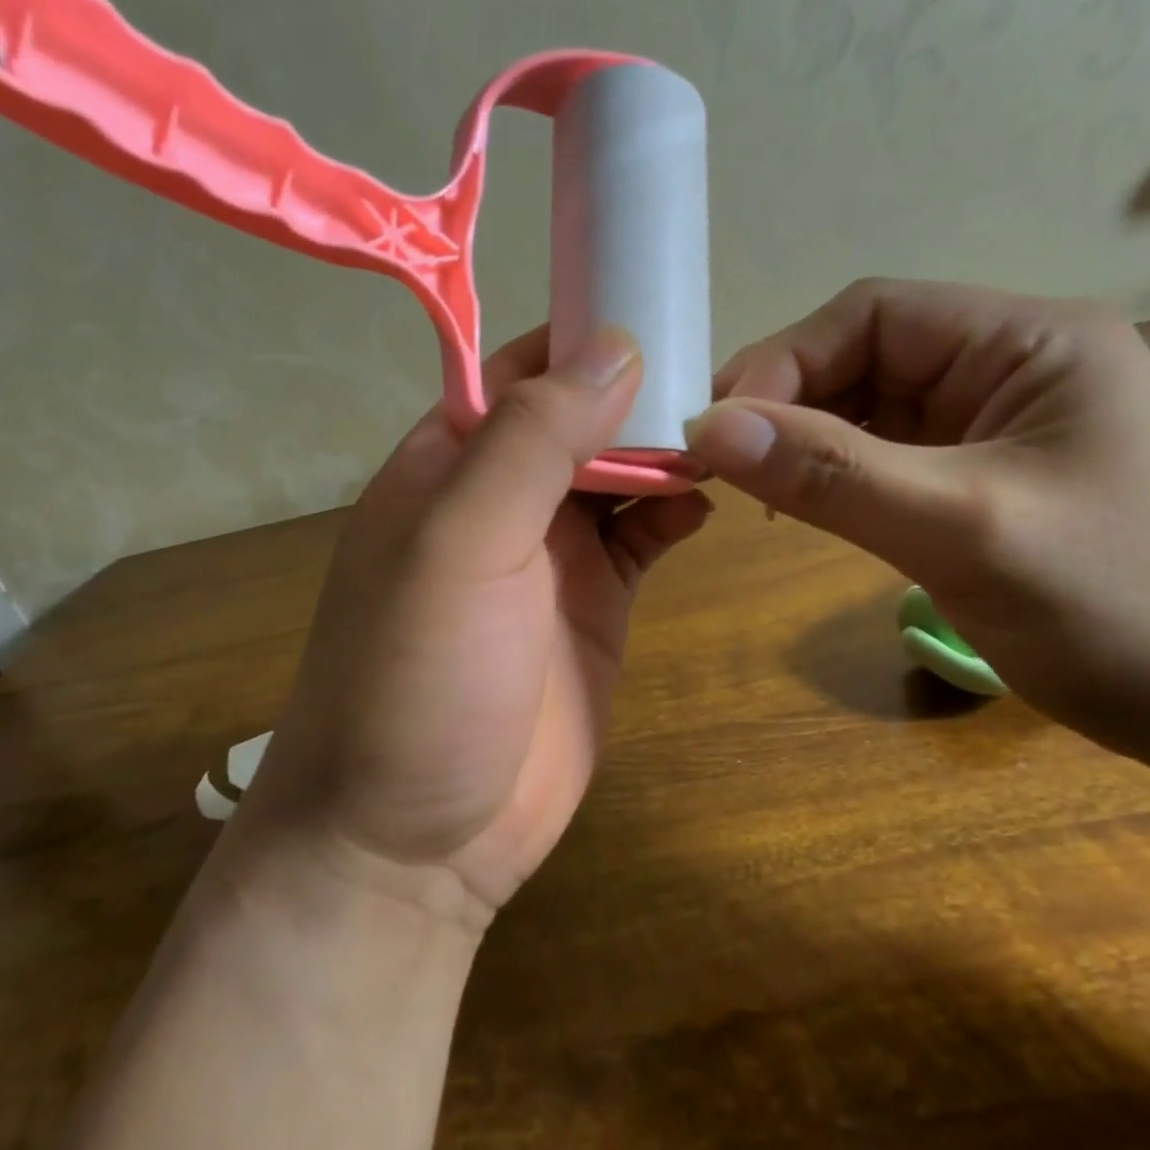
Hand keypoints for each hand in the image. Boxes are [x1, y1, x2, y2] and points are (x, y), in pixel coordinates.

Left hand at [228, 327, 710, 924]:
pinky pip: (645, 537)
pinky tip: (713, 501)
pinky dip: (676, 513)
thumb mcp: (459, 545)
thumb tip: (614, 346)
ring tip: (733, 431)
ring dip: (668, 450)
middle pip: (583, 415)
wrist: (416, 844)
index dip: (587, 335)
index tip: (666, 305)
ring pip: (621, 472)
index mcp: (451, 461)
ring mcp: (553, 552)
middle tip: (723, 372)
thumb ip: (530, 441)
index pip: (523, 368)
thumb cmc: (416, 682)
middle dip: (643, 391)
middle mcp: (502, 496)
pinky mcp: (597, 604)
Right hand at [687, 280, 1149, 765]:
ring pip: (874, 412)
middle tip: (726, 469)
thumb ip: (833, 473)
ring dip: (813, 445)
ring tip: (764, 495)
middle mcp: (1013, 365)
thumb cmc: (1128, 608)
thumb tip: (708, 428)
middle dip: (792, 406)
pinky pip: (895, 460)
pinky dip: (845, 479)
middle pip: (867, 359)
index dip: (783, 362)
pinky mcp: (993, 482)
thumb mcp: (963, 530)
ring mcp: (1003, 426)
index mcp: (1027, 339)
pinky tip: (816, 511)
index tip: (719, 433)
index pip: (871, 314)